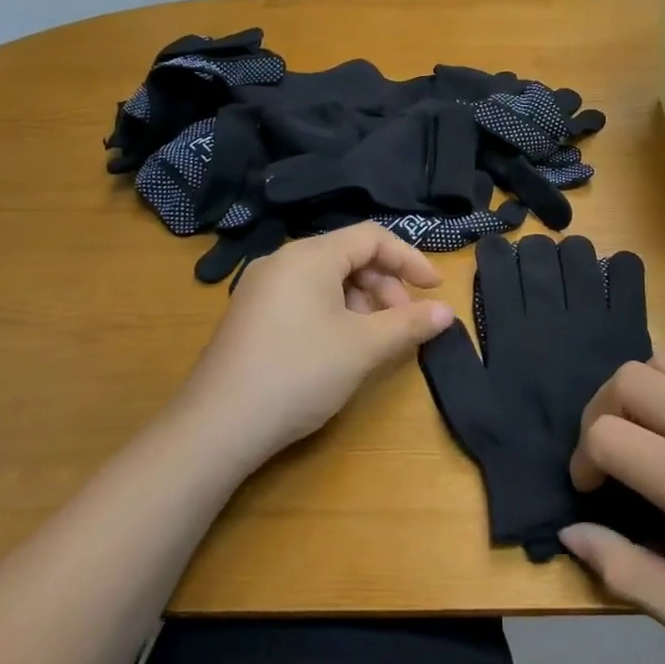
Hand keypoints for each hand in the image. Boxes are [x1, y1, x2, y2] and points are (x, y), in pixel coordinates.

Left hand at [171, 224, 453, 468]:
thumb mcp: (363, 348)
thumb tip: (447, 312)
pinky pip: (305, 296)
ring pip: (327, 278)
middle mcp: (283, 261)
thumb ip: (409, 324)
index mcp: (309, 256)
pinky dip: (335, 311)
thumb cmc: (299, 373)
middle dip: (385, 284)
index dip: (409, 259)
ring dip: (362, 301)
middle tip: (403, 322)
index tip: (435, 288)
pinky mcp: (252, 314)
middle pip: (349, 255)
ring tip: (374, 338)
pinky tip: (341, 346)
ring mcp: (262, 288)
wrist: (217, 426)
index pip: (372, 237)